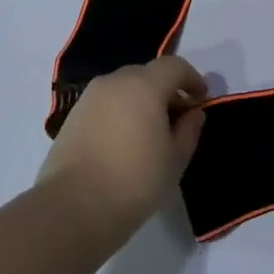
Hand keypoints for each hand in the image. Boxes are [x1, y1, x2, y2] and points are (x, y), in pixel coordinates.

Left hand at [39, 57, 207, 237]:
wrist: (73, 207)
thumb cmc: (135, 180)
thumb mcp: (175, 158)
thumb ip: (189, 129)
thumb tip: (193, 113)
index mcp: (144, 85)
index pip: (174, 66)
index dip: (192, 79)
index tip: (201, 100)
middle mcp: (114, 82)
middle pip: (147, 74)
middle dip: (166, 90)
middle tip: (178, 118)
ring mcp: (89, 98)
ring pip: (124, 88)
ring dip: (142, 101)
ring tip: (150, 132)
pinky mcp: (72, 117)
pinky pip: (106, 104)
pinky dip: (121, 112)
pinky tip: (125, 141)